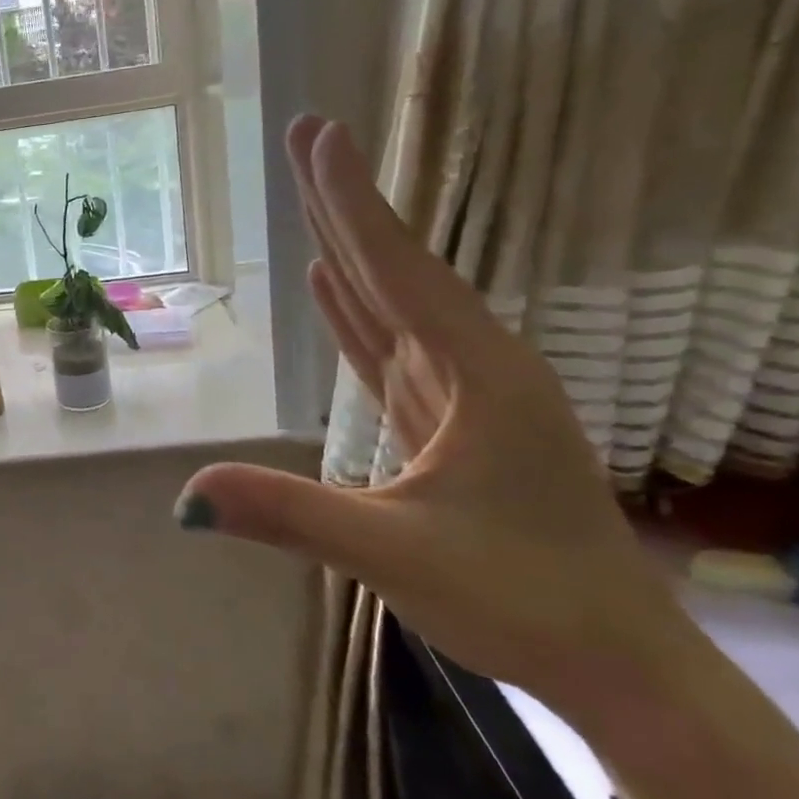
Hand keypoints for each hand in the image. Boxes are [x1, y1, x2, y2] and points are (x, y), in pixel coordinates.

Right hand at [180, 118, 702, 725]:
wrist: (613, 662)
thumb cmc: (521, 599)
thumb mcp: (396, 556)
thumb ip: (291, 515)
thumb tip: (186, 495)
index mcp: (477, 374)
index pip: (398, 270)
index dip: (353, 201)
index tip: (321, 135)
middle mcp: (474, 366)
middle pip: (395, 269)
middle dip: (346, 203)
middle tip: (308, 137)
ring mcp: (464, 393)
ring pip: (394, 303)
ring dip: (350, 250)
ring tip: (312, 201)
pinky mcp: (449, 421)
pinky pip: (392, 348)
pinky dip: (357, 312)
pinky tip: (333, 285)